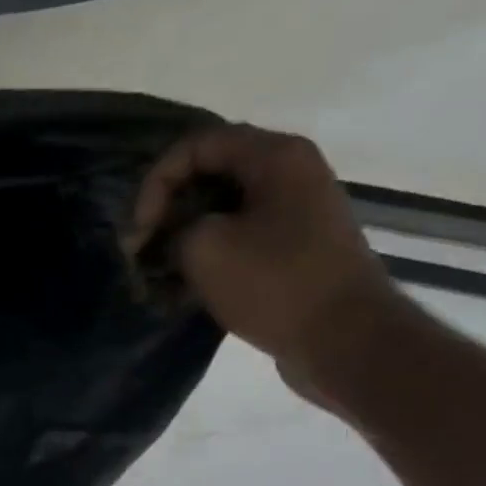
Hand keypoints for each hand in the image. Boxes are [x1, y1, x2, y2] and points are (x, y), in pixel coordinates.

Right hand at [131, 124, 416, 397]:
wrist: (345, 339)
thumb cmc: (275, 282)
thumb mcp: (203, 247)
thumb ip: (173, 228)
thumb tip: (172, 236)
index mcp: (275, 157)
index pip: (195, 146)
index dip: (156, 183)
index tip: (140, 229)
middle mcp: (289, 173)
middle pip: (206, 174)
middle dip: (165, 208)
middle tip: (140, 247)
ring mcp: (292, 211)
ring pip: (218, 208)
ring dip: (180, 235)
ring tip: (154, 270)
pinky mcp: (291, 246)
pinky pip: (235, 236)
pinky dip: (203, 254)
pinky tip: (180, 286)